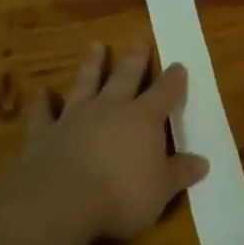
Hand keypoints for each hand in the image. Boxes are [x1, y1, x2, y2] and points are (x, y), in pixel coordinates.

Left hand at [17, 44, 209, 239]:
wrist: (60, 201)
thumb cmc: (122, 195)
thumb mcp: (162, 189)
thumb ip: (180, 172)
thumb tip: (203, 162)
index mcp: (143, 120)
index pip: (164, 93)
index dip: (173, 80)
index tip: (179, 66)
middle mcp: (110, 109)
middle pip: (125, 78)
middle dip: (135, 61)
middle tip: (140, 43)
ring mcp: (74, 118)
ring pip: (85, 84)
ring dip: (91, 65)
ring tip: (96, 46)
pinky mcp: (43, 134)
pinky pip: (43, 113)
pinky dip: (42, 102)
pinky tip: (40, 91)